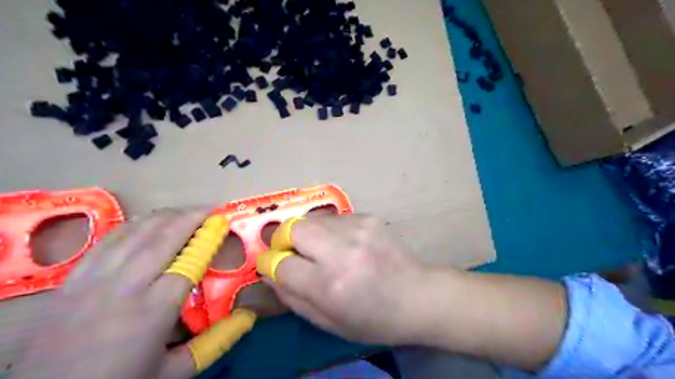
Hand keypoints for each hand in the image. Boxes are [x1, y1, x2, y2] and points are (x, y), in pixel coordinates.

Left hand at [9, 209, 244, 376]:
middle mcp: (125, 287)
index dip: (208, 239)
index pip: (189, 263)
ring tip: (184, 211)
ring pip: (135, 233)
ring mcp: (95, 279)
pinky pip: (108, 240)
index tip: (223, 223)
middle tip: (210, 208)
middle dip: (190, 217)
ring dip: (164, 216)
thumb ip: (214, 342)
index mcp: (153, 311)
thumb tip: (248, 317)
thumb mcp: (173, 372)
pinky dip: (133, 225)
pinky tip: (146, 222)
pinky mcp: (74, 278)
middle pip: (163, 238)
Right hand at [266, 215, 428, 344]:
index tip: (273, 265)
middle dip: (284, 240)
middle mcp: (341, 250)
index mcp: (330, 284)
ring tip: (323, 251)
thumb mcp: (329, 322)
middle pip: (292, 228)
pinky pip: (333, 218)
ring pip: (312, 219)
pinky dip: (329, 230)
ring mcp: (357, 228)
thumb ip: (293, 298)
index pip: (280, 263)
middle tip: (294, 253)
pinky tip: (346, 245)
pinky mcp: (368, 217)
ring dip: (308, 235)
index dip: (270, 264)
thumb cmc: (374, 319)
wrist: (418, 296)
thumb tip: (269, 273)